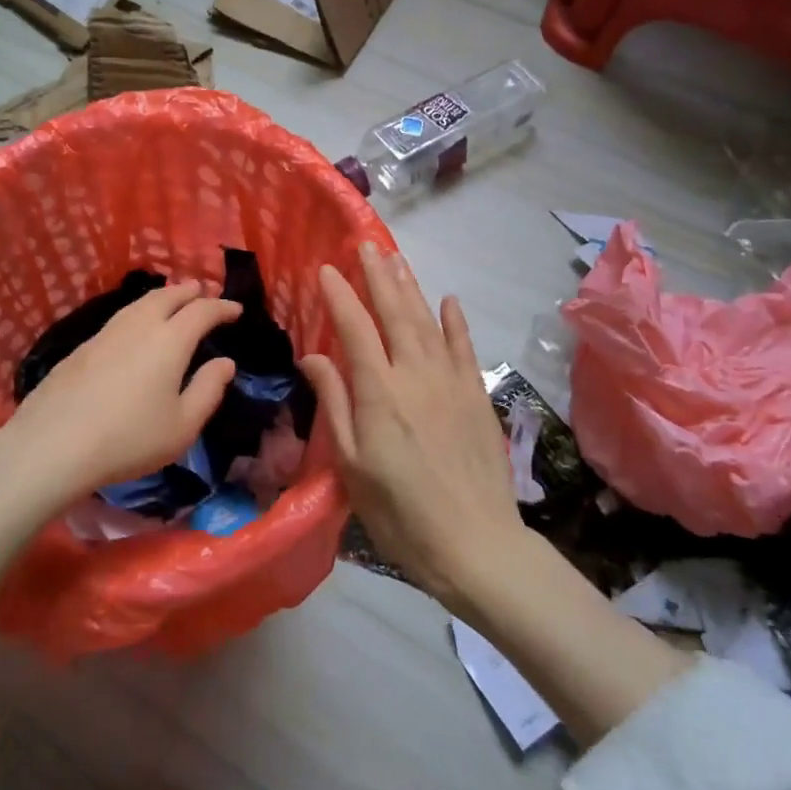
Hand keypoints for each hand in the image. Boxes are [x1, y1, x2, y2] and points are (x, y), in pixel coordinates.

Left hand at [0, 281, 242, 496]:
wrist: (53, 444)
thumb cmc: (129, 439)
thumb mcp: (182, 426)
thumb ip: (208, 390)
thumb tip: (225, 363)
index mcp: (170, 341)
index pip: (202, 311)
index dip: (221, 307)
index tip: (235, 309)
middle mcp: (139, 326)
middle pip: (167, 296)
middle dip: (189, 292)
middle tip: (202, 292)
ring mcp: (106, 333)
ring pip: (140, 303)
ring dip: (162, 297)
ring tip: (171, 301)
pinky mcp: (82, 347)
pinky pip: (120, 317)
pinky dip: (138, 312)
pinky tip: (135, 327)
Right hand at [301, 244, 523, 611]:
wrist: (476, 544)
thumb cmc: (400, 513)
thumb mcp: (353, 464)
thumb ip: (335, 403)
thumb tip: (312, 357)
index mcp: (380, 392)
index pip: (355, 328)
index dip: (339, 295)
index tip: (325, 269)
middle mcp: (416, 374)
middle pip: (395, 313)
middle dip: (378, 276)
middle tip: (366, 245)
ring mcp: (452, 382)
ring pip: (428, 322)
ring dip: (411, 287)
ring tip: (397, 259)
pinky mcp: (477, 395)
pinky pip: (465, 347)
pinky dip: (455, 321)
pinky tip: (448, 300)